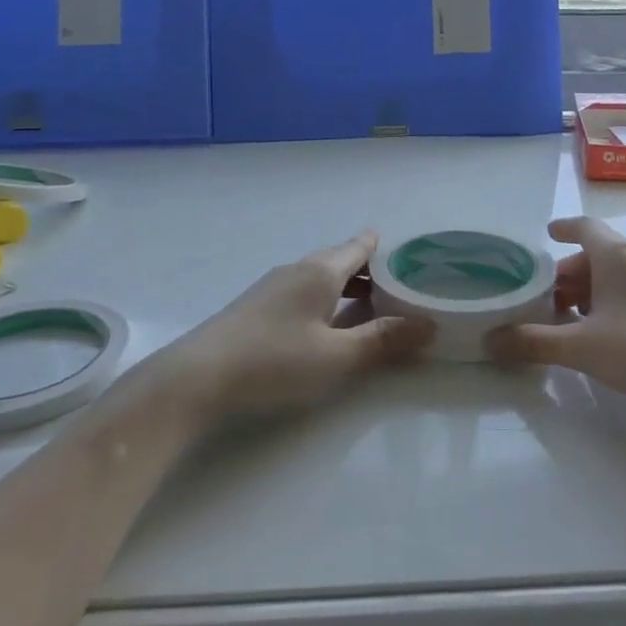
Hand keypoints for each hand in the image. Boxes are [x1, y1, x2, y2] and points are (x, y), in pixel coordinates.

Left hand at [162, 232, 433, 427]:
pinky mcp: (254, 309)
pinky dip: (323, 299)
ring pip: (317, 277)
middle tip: (395, 281)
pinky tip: (323, 321)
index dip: (379, 246)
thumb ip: (383, 340)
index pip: (357, 248)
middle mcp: (295, 271)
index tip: (402, 248)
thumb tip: (428, 324)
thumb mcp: (337, 356)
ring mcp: (270, 288)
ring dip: (344, 286)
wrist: (196, 378)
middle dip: (366, 269)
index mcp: (319, 272)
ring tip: (367, 302)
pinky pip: (300, 292)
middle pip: (337, 261)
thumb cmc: (274, 361)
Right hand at [487, 217, 625, 409]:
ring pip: (618, 276)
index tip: (547, 233)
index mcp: (617, 255)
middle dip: (569, 274)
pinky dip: (614, 304)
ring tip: (571, 320)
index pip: (584, 227)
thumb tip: (489, 341)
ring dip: (592, 292)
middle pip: (598, 255)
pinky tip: (607, 335)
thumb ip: (534, 342)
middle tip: (546, 298)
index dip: (562, 228)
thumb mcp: (582, 348)